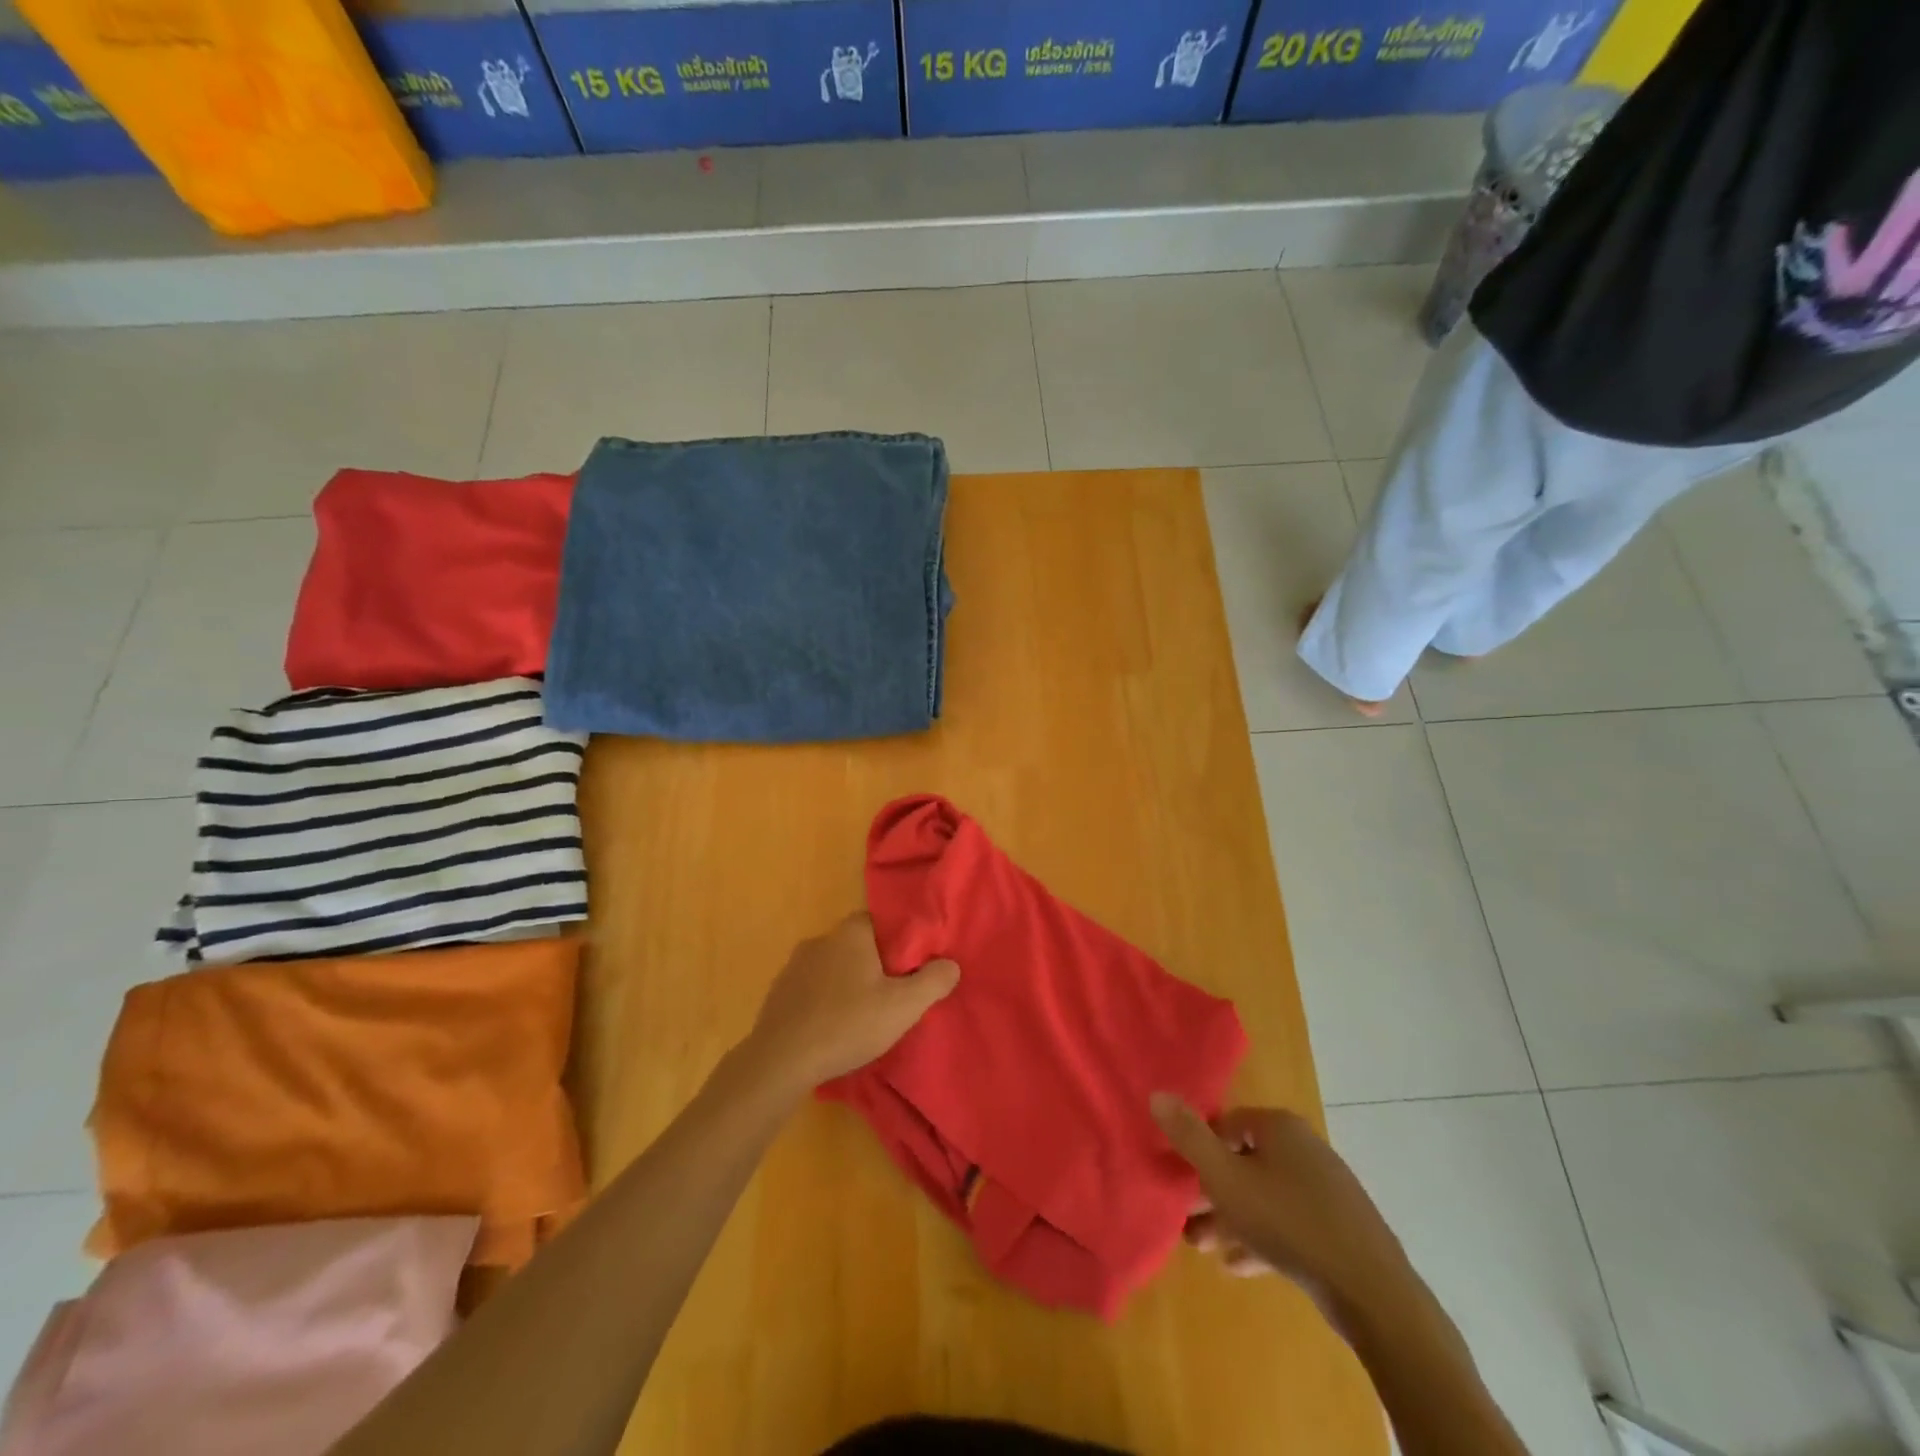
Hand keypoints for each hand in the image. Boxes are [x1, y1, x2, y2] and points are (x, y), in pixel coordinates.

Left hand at [745, 913, 959, 1092]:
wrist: (781, 1061)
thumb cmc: (848, 1024)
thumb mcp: (903, 1006)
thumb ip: (933, 982)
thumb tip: (951, 965)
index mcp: (851, 934)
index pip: (878, 922)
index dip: (895, 943)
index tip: (906, 968)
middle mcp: (821, 940)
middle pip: (855, 945)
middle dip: (871, 966)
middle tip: (889, 996)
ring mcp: (794, 966)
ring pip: (831, 968)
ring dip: (844, 985)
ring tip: (859, 1017)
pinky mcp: (778, 993)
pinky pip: (810, 990)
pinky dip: (822, 1003)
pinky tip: (830, 1029)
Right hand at [1151, 1095, 1412, 1320]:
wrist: (1371, 1292)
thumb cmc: (1288, 1222)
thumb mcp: (1225, 1179)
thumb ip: (1189, 1137)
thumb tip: (1156, 1093)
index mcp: (1279, 1127)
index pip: (1226, 1124)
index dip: (1199, 1149)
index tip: (1180, 1178)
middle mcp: (1304, 1147)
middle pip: (1244, 1161)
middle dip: (1212, 1190)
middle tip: (1186, 1218)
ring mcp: (1326, 1188)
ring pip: (1265, 1195)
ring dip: (1232, 1217)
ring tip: (1202, 1247)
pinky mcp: (1339, 1227)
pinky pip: (1289, 1222)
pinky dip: (1262, 1237)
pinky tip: (1239, 1265)